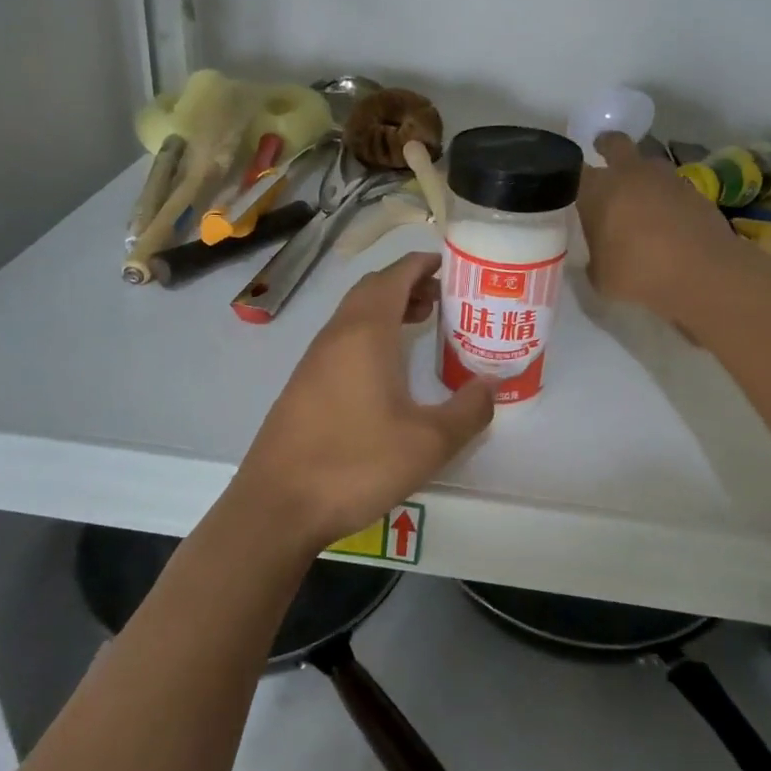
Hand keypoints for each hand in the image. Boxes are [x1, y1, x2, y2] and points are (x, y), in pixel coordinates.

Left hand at [231, 252, 495, 549]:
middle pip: (372, 290)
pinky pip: (342, 341)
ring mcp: (314, 360)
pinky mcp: (303, 385)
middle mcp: (336, 336)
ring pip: (354, 315)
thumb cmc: (356, 464)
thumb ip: (468, 411)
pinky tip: (387, 370)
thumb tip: (492, 385)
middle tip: (444, 298)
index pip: (394, 276)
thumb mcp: (428, 443)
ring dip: (388, 310)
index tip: (450, 264)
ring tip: (422, 325)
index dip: (422, 264)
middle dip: (408, 284)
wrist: (278, 506)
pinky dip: (370, 335)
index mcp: (365, 333)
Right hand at [578, 133, 742, 323]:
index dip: (572, 175)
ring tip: (639, 199)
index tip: (570, 184)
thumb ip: (594, 259)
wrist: (702, 272)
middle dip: (607, 146)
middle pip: (614, 143)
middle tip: (602, 156)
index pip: (576, 171)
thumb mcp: (601, 277)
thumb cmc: (639, 273)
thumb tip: (597, 256)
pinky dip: (666, 196)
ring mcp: (666, 178)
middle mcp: (630, 174)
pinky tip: (666, 220)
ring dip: (641, 174)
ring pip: (647, 163)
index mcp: (599, 190)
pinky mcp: (694, 190)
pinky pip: (671, 185)